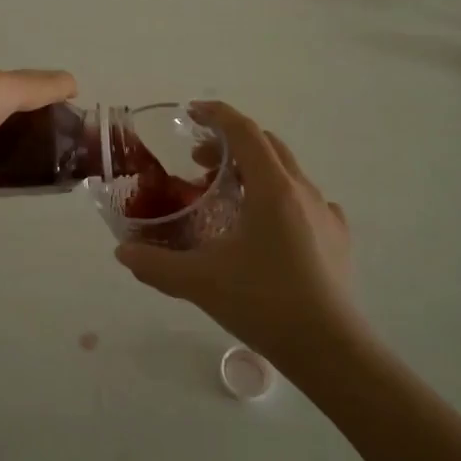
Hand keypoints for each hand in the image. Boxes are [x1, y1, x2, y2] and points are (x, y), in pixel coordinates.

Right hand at [114, 102, 365, 379]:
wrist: (329, 347)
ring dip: (254, 170)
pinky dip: (280, 198)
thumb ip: (154, 263)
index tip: (192, 112)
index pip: (244, 131)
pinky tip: (268, 227)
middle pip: (267, 145)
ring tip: (228, 196)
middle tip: (198, 162)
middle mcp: (302, 190)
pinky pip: (307, 201)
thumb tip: (122, 252)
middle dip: (230, 143)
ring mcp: (325, 213)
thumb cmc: (263, 302)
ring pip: (288, 172)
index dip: (217, 115)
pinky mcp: (337, 238)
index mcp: (272, 188)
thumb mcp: (199, 281)